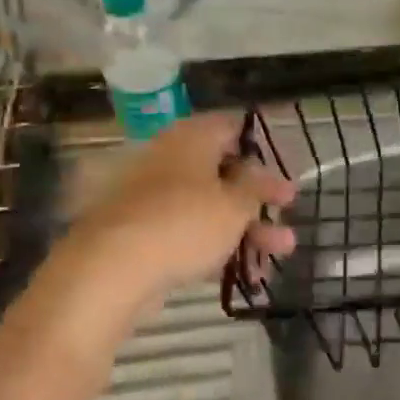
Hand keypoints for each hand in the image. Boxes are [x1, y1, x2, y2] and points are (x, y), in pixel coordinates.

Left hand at [83, 112, 296, 300]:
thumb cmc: (184, 224)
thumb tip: (262, 174)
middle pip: (223, 172)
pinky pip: (188, 232)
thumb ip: (257, 188)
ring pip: (209, 207)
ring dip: (247, 228)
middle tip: (288, 213)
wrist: (110, 270)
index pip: (231, 127)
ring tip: (280, 252)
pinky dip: (217, 246)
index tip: (281, 170)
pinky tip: (245, 272)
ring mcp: (152, 197)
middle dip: (259, 198)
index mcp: (191, 139)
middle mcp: (169, 159)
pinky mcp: (142, 232)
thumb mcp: (236, 205)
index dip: (260, 147)